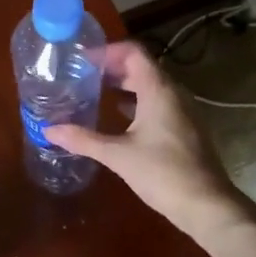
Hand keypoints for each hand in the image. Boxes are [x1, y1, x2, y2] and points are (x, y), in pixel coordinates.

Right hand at [43, 41, 255, 244]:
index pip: (133, 53)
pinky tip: (120, 116)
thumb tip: (48, 130)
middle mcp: (174, 93)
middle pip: (142, 67)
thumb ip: (83, 139)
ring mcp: (183, 110)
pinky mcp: (185, 128)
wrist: (207, 205)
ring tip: (97, 90)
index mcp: (159, 90)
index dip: (108, 51)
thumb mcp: (117, 155)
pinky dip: (137, 101)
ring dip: (125, 83)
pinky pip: (159, 102)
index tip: (83, 58)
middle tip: (84, 73)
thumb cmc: (162, 173)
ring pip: (151, 85)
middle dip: (113, 66)